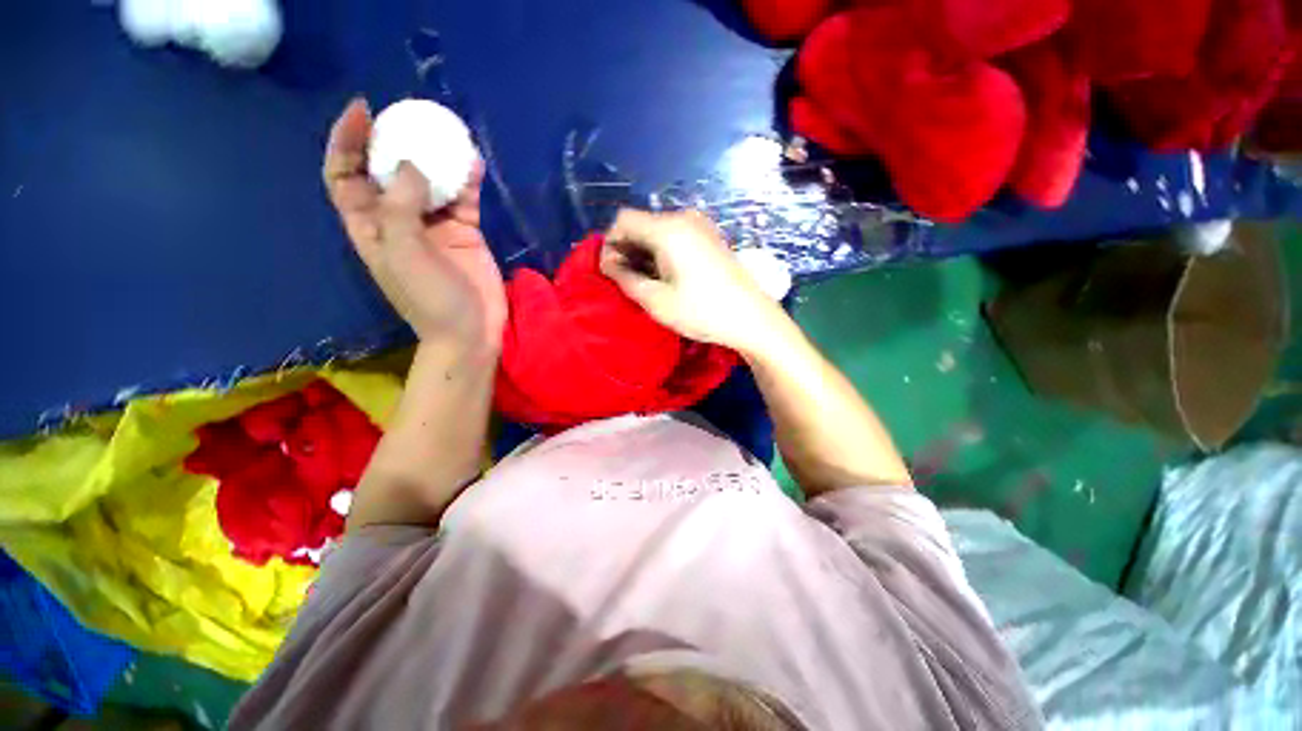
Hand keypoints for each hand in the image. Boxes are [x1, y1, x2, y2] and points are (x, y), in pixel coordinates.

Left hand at [323, 98, 505, 350]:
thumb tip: (410, 164)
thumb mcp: (404, 255)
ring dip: (435, 157)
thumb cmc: (430, 300)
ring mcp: (435, 226)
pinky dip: (468, 181)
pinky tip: (474, 163)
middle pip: (386, 172)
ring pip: (428, 182)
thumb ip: (400, 207)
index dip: (345, 142)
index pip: (344, 176)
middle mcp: (398, 221)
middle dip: (392, 141)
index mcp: (371, 227)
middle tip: (410, 117)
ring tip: (446, 133)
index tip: (363, 112)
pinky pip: (463, 199)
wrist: (472, 331)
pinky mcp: (465, 233)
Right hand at [600, 209, 789, 356]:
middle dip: (627, 250)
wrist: (751, 318)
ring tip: (647, 284)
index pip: (622, 220)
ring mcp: (700, 226)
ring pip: (657, 231)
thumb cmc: (701, 312)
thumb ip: (625, 278)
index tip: (612, 273)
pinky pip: (675, 237)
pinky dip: (662, 253)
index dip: (610, 244)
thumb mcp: (655, 300)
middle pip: (641, 224)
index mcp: (668, 228)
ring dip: (644, 253)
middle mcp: (683, 218)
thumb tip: (608, 263)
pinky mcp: (710, 237)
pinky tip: (667, 277)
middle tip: (627, 282)